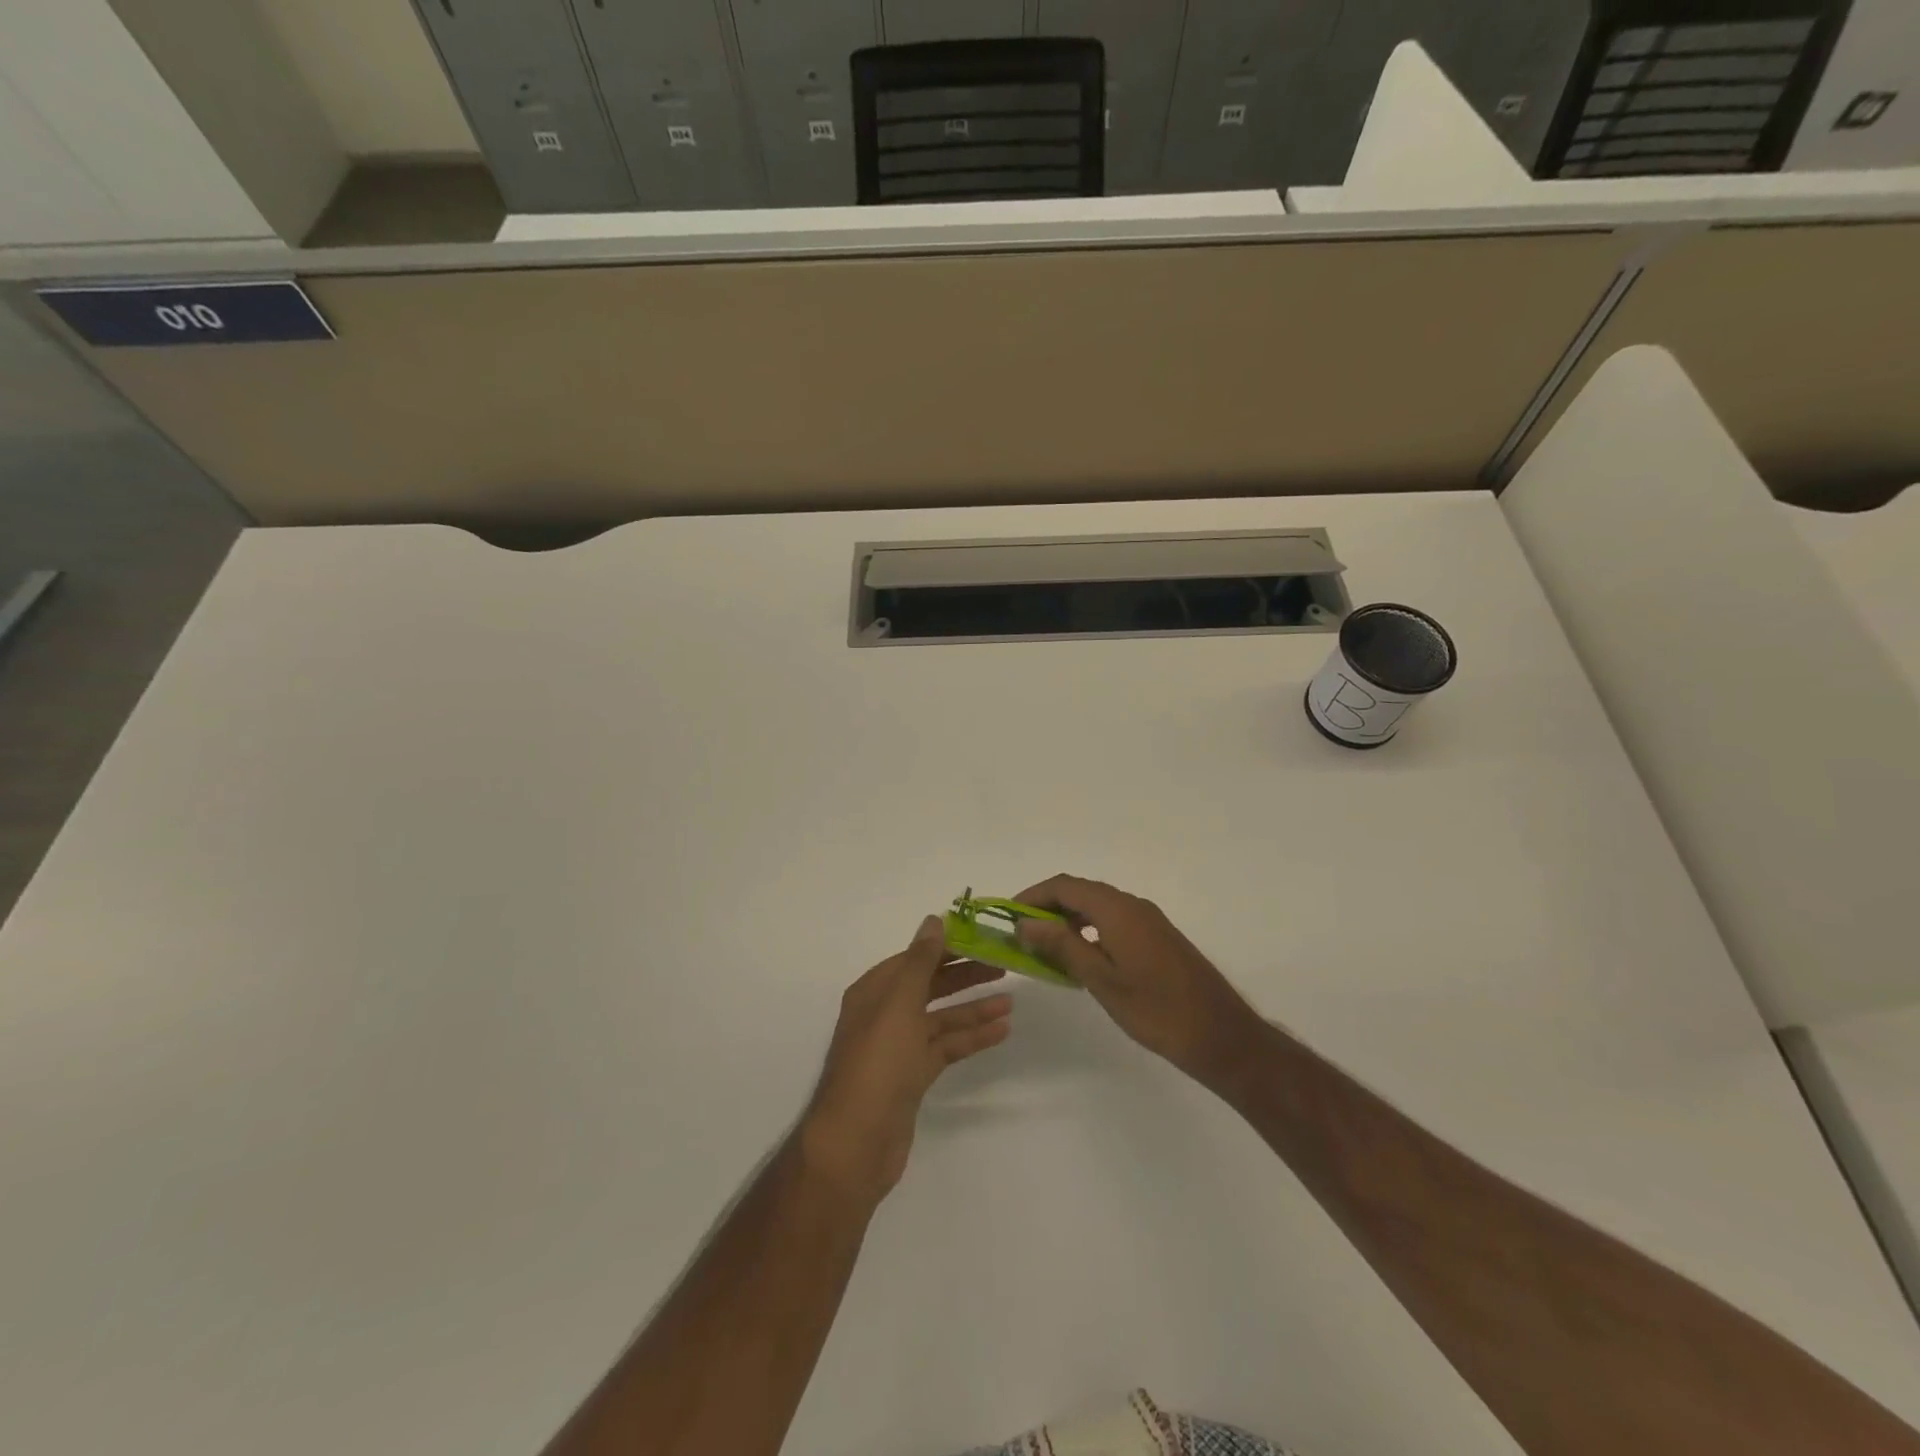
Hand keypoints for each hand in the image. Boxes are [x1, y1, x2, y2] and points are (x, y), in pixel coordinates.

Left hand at [800, 917, 1010, 1202]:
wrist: (856, 1141)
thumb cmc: (877, 1063)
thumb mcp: (899, 1003)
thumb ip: (920, 961)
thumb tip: (934, 920)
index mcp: (874, 991)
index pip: (915, 958)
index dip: (947, 947)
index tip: (982, 938)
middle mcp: (884, 1014)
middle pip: (929, 985)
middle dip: (964, 975)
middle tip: (1003, 966)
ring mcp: (899, 1047)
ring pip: (941, 1018)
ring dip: (973, 1009)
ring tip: (1010, 1001)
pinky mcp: (912, 1076)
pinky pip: (946, 1047)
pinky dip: (971, 1038)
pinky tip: (1001, 1031)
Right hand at [1015, 875, 1264, 1086]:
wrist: (1221, 1035)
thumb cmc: (1157, 1010)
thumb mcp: (1101, 979)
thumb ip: (1062, 946)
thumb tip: (1026, 922)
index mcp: (1118, 910)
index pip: (1065, 886)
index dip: (1032, 895)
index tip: (1008, 916)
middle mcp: (1133, 905)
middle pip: (1081, 892)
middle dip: (1047, 908)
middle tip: (1022, 935)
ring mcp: (1149, 921)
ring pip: (1098, 907)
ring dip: (1068, 920)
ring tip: (1045, 949)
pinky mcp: (1158, 938)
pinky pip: (1114, 921)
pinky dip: (1089, 931)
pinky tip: (1080, 960)